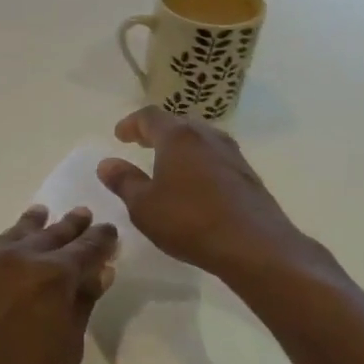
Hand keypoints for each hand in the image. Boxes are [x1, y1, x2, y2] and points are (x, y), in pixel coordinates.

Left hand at [0, 206, 117, 363]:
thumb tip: (99, 272)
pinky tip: (7, 247)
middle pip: (51, 234)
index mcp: (54, 275)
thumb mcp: (68, 347)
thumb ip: (82, 303)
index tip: (109, 230)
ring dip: (32, 225)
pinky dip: (4, 245)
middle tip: (82, 213)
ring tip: (41, 214)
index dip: (100, 239)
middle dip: (70, 226)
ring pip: (15, 235)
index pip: (85, 249)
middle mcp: (19, 258)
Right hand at [96, 107, 342, 300]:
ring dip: (180, 146)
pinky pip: (215, 157)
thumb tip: (107, 163)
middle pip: (178, 123)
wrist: (256, 247)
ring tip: (166, 162)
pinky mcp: (247, 175)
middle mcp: (207, 136)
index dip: (131, 123)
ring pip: (200, 139)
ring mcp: (232, 154)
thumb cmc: (190, 221)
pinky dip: (198, 161)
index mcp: (178, 137)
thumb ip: (124, 181)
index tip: (120, 135)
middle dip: (156, 131)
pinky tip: (194, 183)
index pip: (150, 116)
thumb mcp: (144, 206)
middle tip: (141, 143)